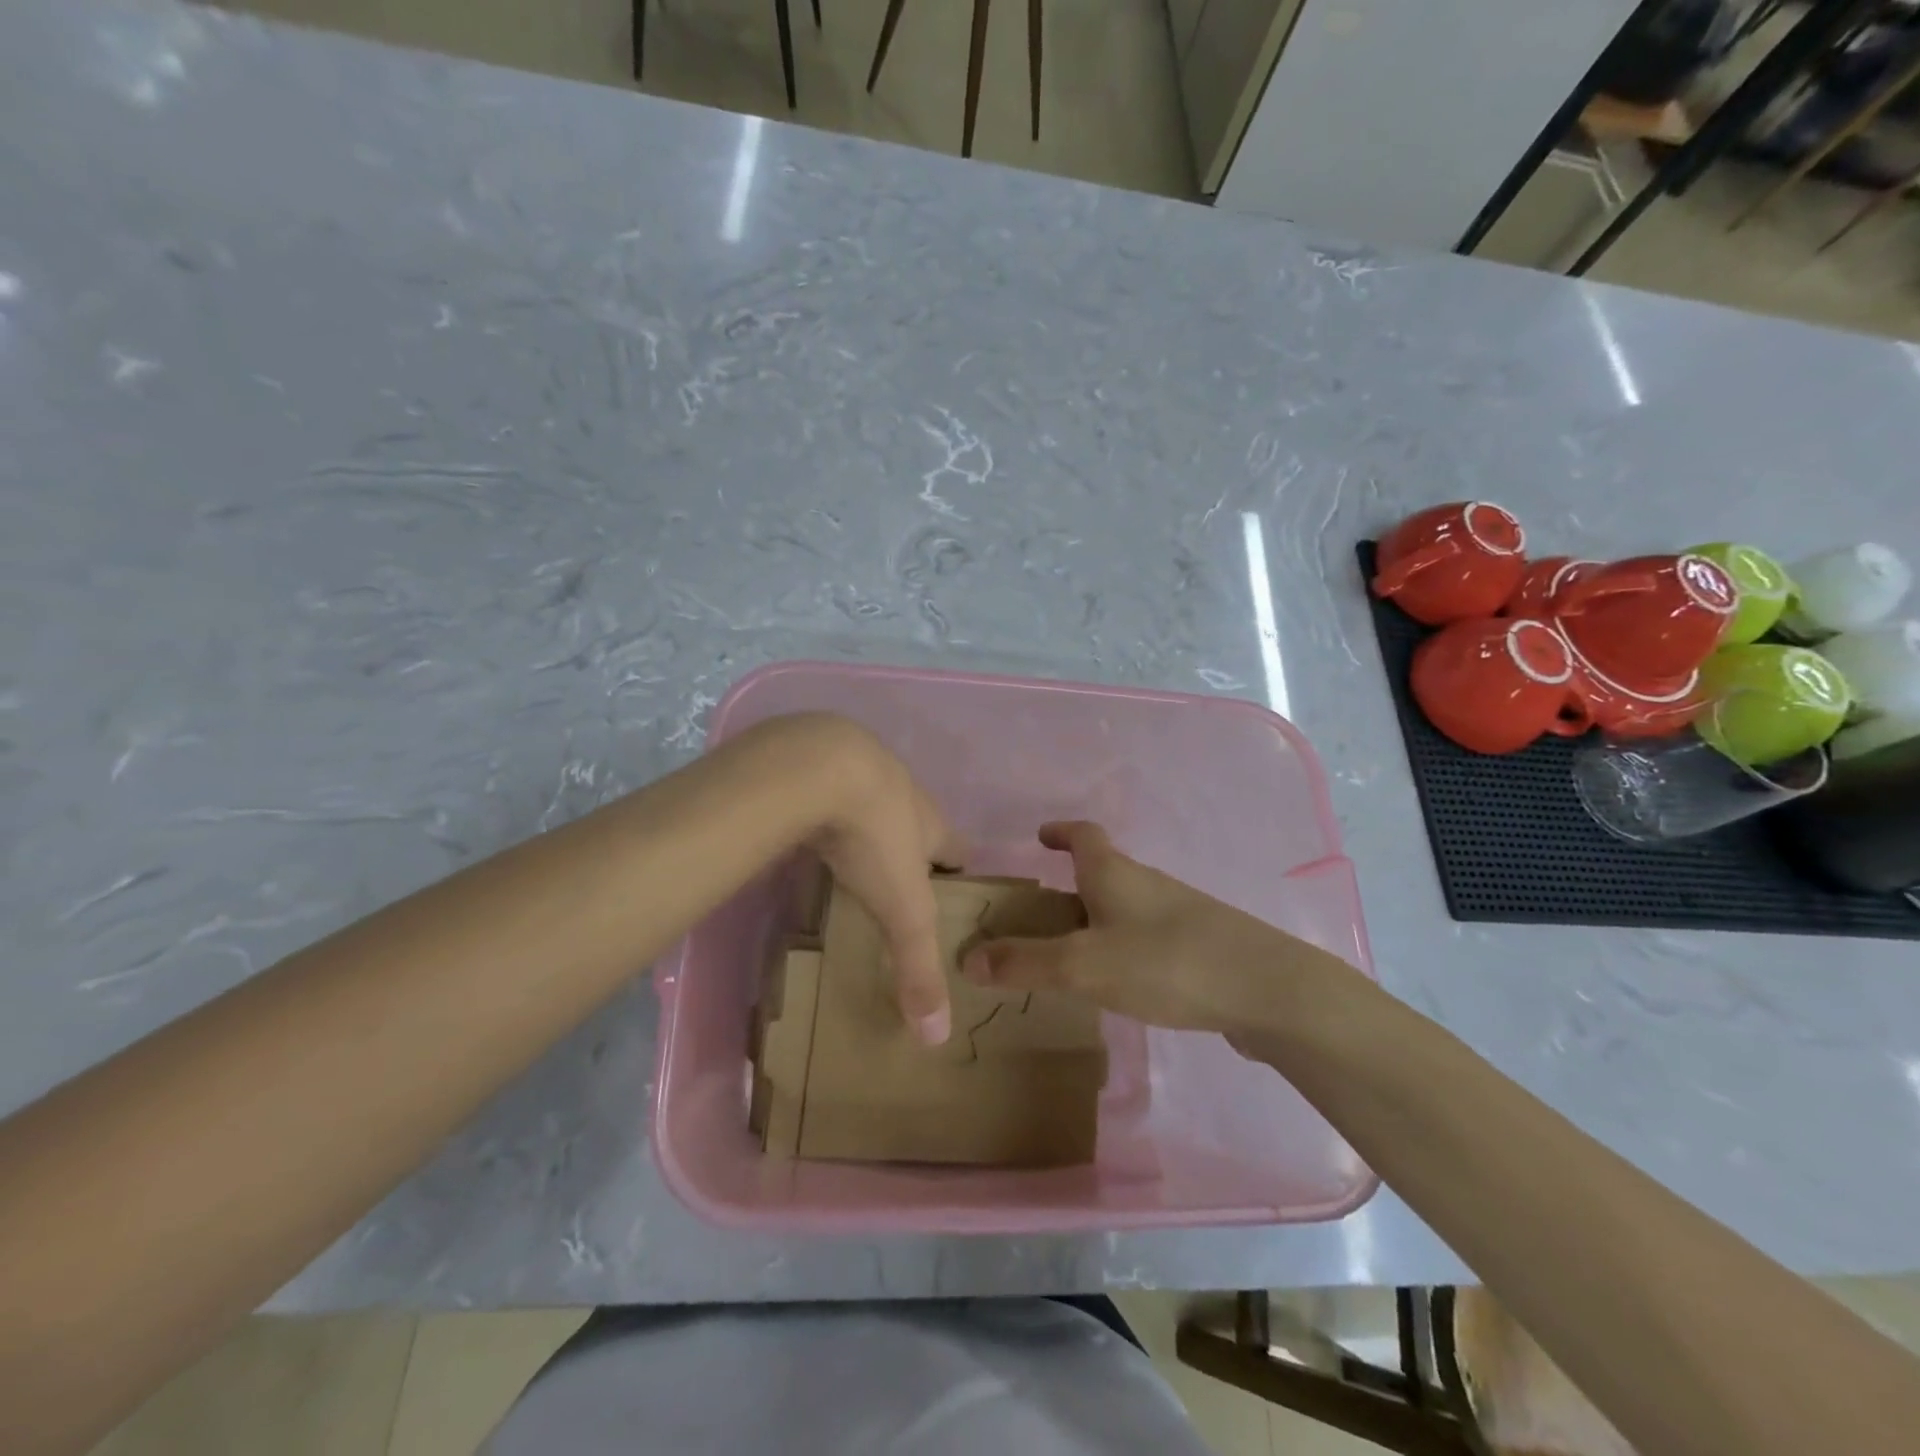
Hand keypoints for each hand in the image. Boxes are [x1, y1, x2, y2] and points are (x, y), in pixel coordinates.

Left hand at [792, 716, 965, 1044]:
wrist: (817, 767)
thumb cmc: (873, 837)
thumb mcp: (902, 910)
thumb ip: (918, 968)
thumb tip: (938, 1037)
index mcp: (930, 824)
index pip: (957, 849)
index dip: (959, 872)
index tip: (952, 895)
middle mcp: (900, 791)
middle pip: (915, 822)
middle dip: (910, 848)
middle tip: (894, 883)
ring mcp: (857, 767)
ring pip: (870, 799)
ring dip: (865, 823)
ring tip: (850, 857)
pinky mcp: (814, 760)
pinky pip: (826, 786)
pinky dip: (821, 806)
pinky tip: (805, 826)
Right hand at [959, 821, 1344, 1040]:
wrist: (1268, 990)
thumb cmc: (1167, 962)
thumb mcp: (1084, 965)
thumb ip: (1026, 963)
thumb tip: (966, 957)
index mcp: (1114, 873)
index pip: (1082, 835)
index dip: (1059, 832)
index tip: (1040, 837)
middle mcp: (1146, 883)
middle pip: (1102, 871)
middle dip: (1069, 885)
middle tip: (1039, 915)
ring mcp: (1178, 913)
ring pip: (1125, 906)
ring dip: (1096, 918)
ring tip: (1070, 954)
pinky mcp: (1200, 945)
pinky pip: (1147, 936)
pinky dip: (1123, 946)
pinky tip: (1121, 981)